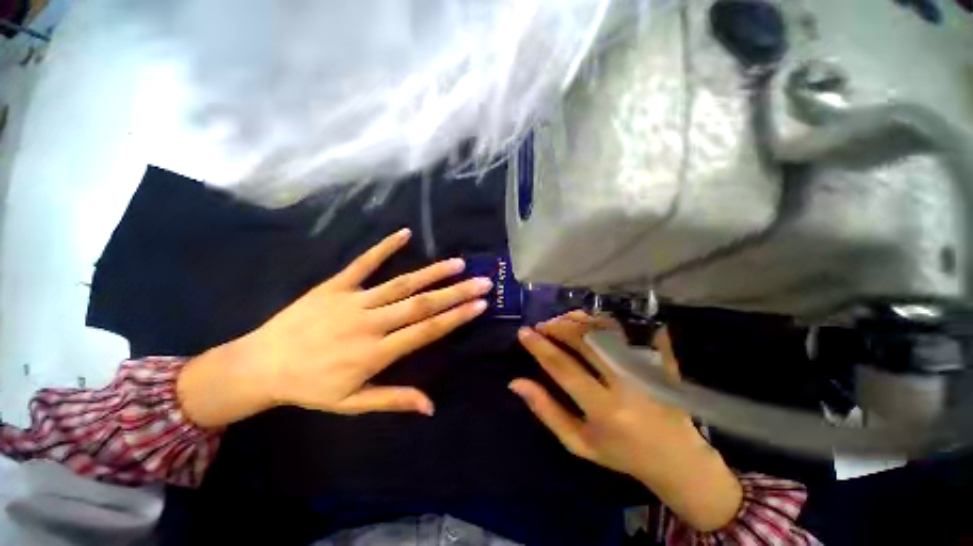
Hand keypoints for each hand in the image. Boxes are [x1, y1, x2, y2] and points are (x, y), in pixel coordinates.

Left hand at [178, 228, 490, 426]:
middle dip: (456, 293)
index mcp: (375, 353)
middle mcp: (370, 323)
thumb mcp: (351, 403)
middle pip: (421, 305)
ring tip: (458, 264)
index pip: (426, 331)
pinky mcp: (335, 285)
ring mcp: (353, 301)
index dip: (456, 317)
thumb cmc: (309, 387)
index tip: (480, 305)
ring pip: (401, 284)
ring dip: (432, 273)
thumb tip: (431, 405)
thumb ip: (393, 400)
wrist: (259, 365)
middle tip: (482, 282)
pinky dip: (384, 247)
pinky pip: (363, 263)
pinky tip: (405, 233)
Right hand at [511, 312, 742, 531]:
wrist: (676, 459)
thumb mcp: (577, 442)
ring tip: (559, 320)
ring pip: (605, 330)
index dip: (540, 347)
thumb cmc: (620, 453)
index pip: (563, 368)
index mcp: (604, 409)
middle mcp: (625, 383)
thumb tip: (515, 383)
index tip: (523, 332)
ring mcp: (645, 367)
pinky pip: (628, 330)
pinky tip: (587, 320)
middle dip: (557, 328)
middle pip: (585, 341)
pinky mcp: (658, 359)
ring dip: (577, 320)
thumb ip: (546, 411)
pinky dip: (603, 320)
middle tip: (541, 326)